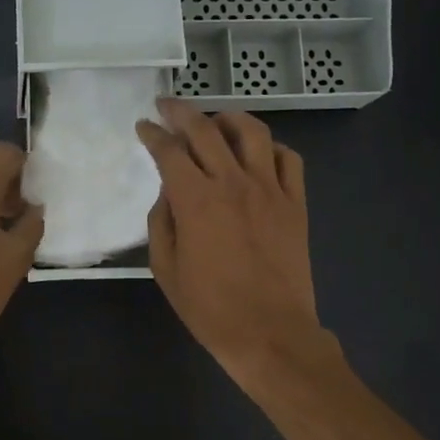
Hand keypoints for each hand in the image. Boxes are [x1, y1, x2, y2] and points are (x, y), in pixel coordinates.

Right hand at [136, 98, 325, 387]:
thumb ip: (161, 224)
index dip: (153, 134)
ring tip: (216, 121)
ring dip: (229, 119)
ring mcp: (270, 189)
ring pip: (252, 132)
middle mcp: (233, 183)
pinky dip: (270, 147)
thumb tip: (168, 194)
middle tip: (167, 106)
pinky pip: (288, 159)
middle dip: (182, 112)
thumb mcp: (166, 270)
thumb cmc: (210, 309)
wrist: (270, 333)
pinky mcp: (295, 203)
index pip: (170, 151)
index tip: (144, 126)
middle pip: (206, 130)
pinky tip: (258, 154)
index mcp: (195, 200)